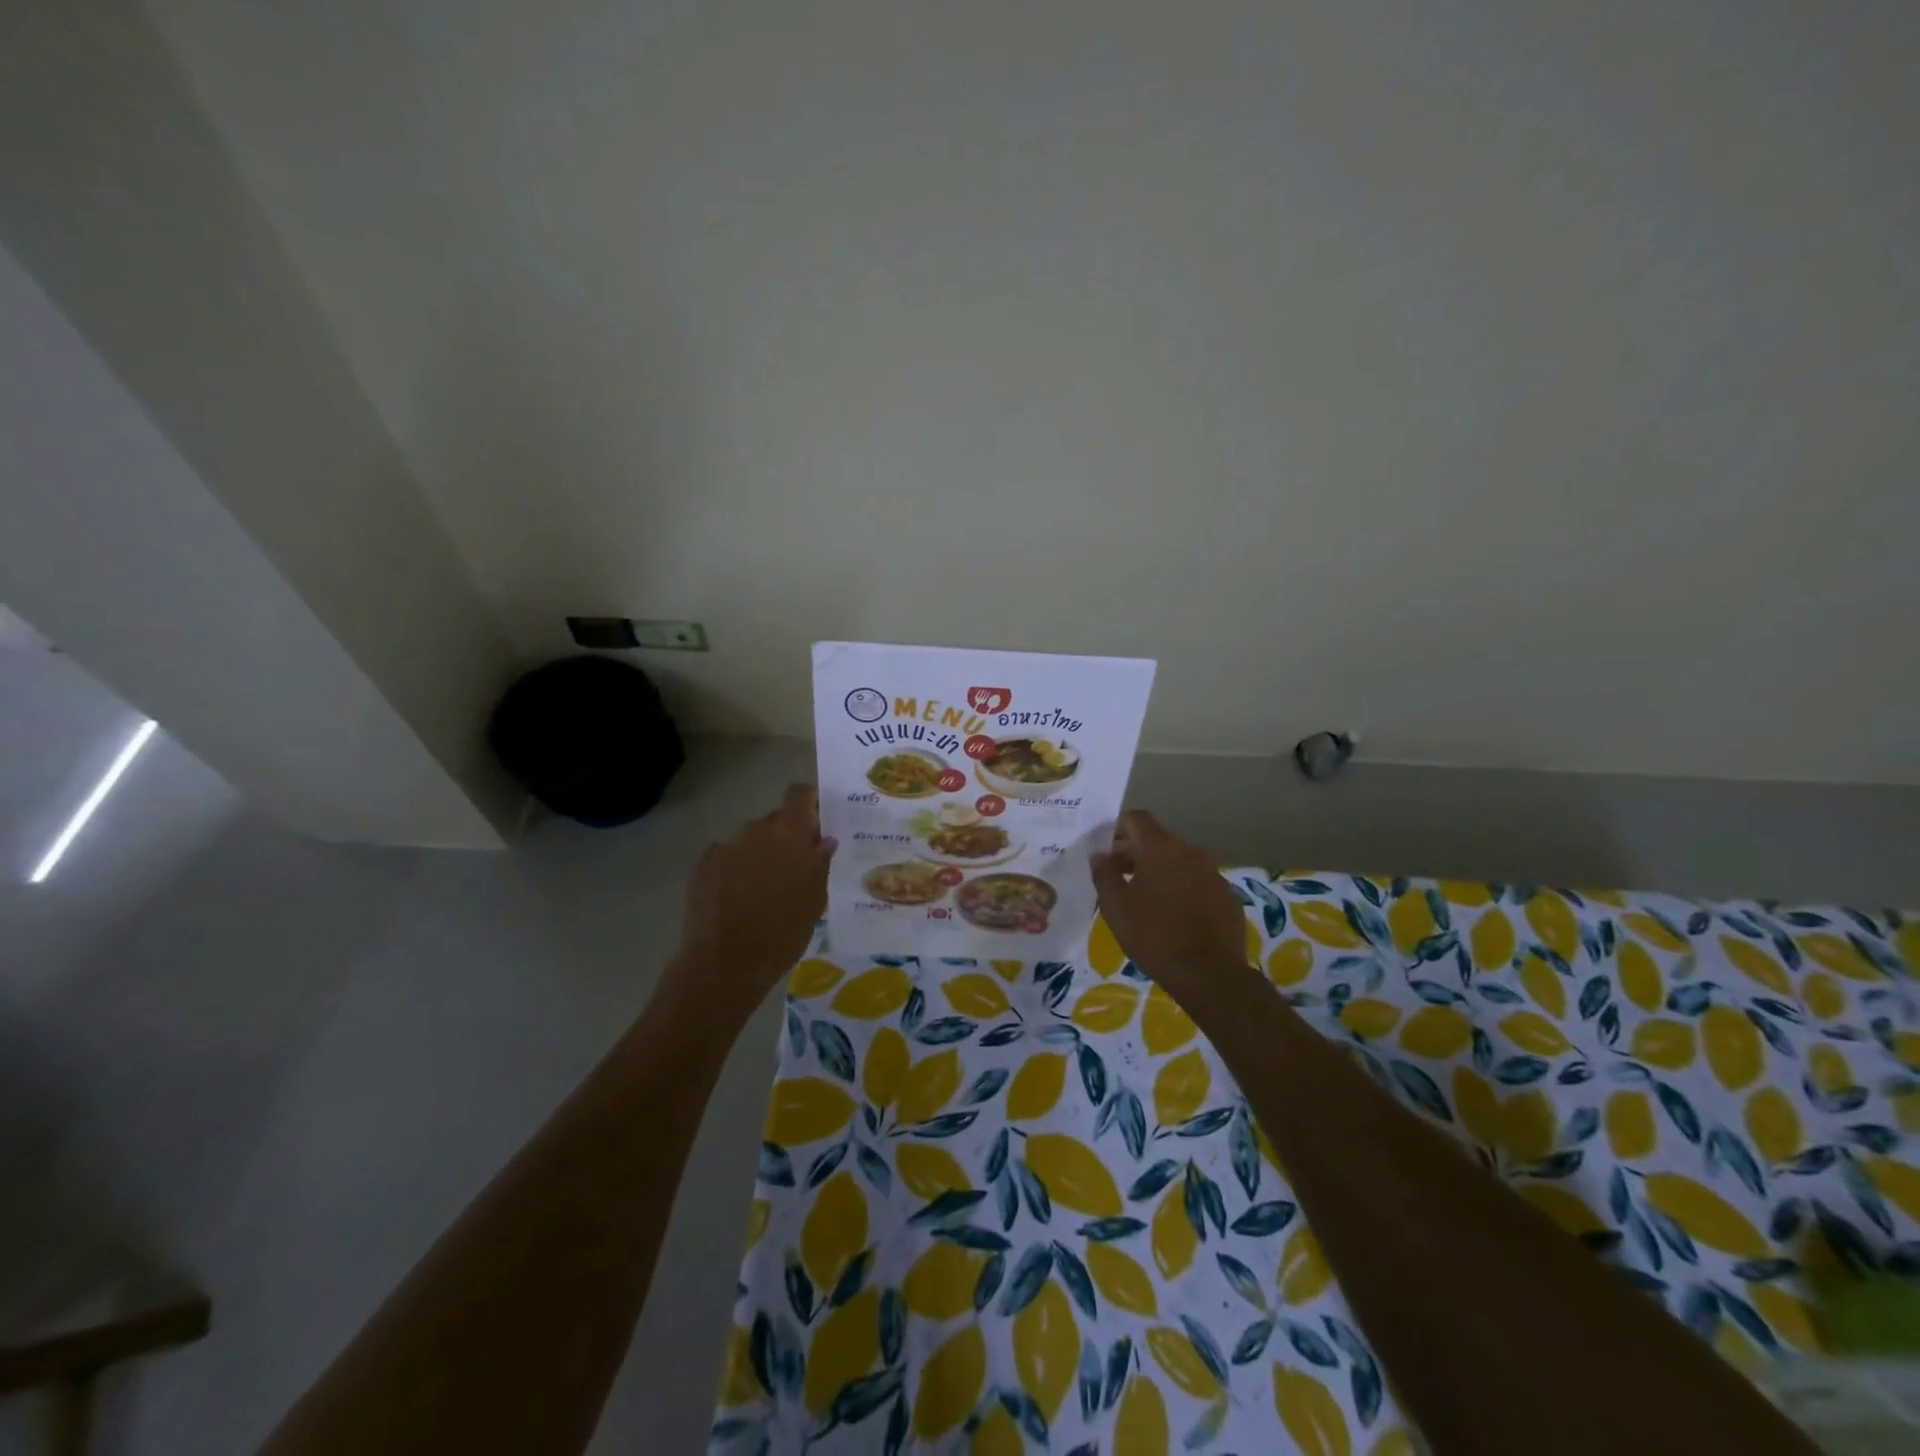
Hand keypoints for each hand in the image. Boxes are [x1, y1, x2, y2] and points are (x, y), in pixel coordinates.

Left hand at [667, 785, 836, 1015]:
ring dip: (760, 855)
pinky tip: (737, 899)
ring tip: (763, 890)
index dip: (809, 801)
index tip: (818, 820)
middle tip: (794, 868)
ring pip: (751, 840)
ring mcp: (726, 847)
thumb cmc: (782, 933)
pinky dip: (735, 869)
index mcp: (789, 835)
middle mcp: (756, 831)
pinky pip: (727, 857)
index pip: (799, 794)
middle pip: (776, 820)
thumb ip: (819, 863)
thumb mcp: (814, 901)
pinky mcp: (702, 865)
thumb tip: (824, 840)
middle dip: (786, 837)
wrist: (723, 964)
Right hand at [1091, 810, 1250, 996]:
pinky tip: (1173, 915)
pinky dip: (1182, 888)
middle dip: (1135, 852)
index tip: (1105, 851)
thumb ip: (1104, 875)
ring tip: (1144, 899)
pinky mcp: (1227, 895)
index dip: (1117, 829)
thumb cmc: (1154, 936)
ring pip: (1179, 861)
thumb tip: (1100, 855)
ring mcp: (1213, 872)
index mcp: (1160, 848)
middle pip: (1157, 839)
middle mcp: (1190, 851)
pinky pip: (1197, 881)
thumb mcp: (1115, 907)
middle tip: (1118, 877)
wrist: (1210, 974)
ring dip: (1159, 871)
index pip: (1136, 818)